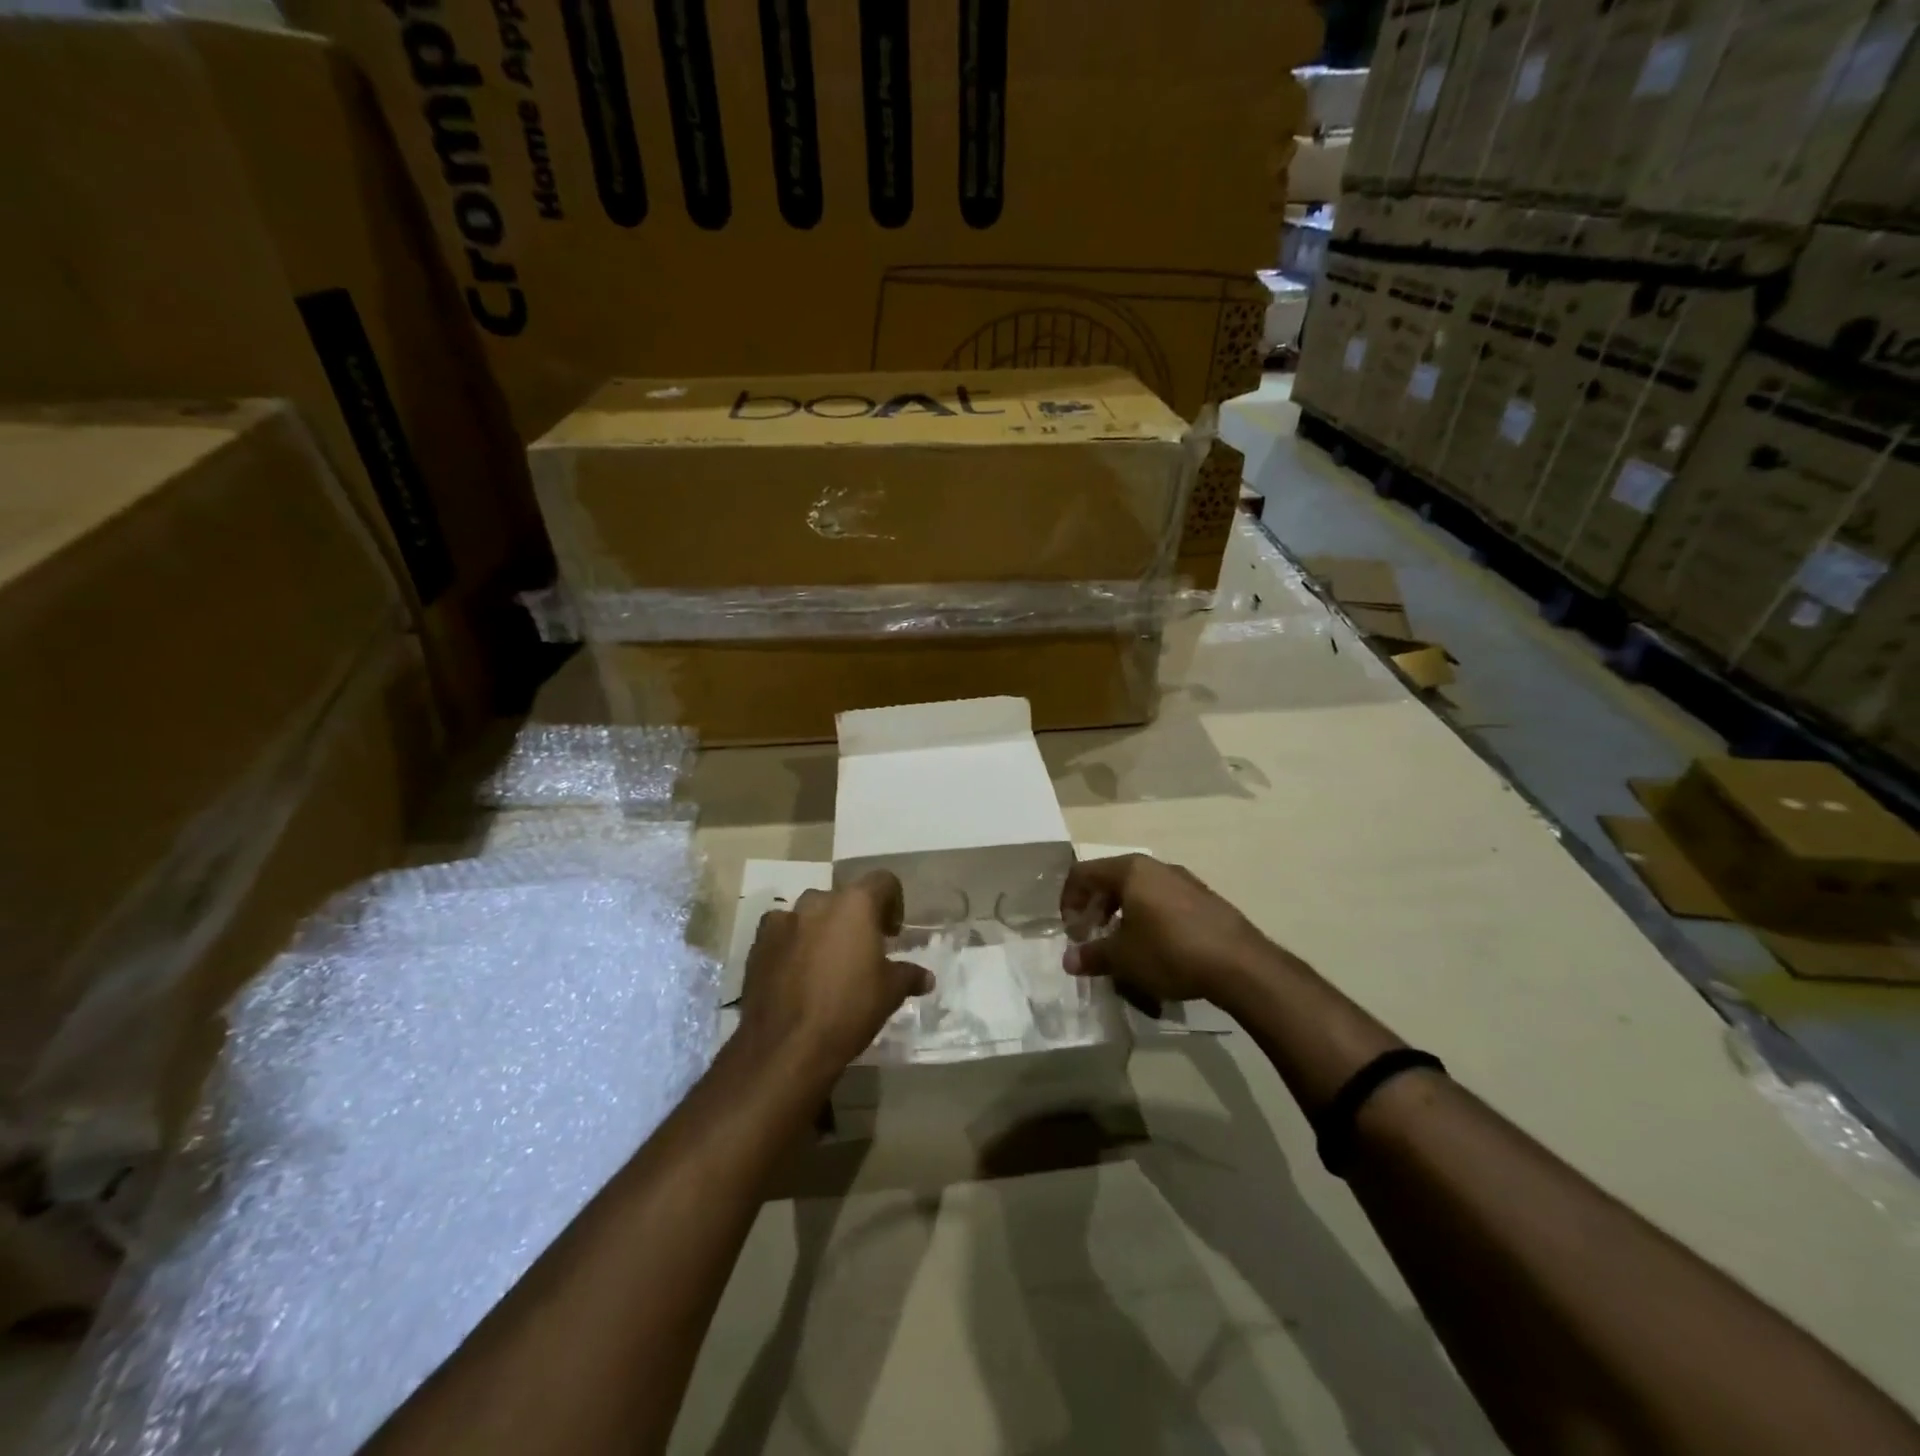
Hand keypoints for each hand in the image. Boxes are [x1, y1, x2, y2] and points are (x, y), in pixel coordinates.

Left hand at [738, 871, 933, 1074]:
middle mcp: (818, 902)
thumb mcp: (889, 993)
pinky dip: (792, 943)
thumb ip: (908, 976)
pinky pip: (782, 932)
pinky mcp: (758, 943)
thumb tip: (926, 978)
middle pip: (844, 898)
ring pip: (810, 913)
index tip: (892, 933)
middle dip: (855, 918)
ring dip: (822, 928)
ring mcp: (784, 920)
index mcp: (855, 904)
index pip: (883, 881)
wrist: (786, 1045)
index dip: (893, 902)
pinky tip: (797, 973)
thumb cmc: (849, 1010)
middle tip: (861, 950)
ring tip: (826, 962)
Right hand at [1060, 855, 1274, 1008]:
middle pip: (1112, 879)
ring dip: (1122, 913)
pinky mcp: (1205, 899)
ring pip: (1140, 890)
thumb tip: (1069, 960)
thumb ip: (1092, 955)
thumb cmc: (1169, 951)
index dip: (1069, 899)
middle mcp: (1156, 867)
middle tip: (1090, 935)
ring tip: (1121, 943)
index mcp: (1130, 870)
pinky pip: (1164, 901)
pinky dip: (1148, 917)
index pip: (1084, 873)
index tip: (1069, 929)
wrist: (1239, 964)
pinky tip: (1155, 947)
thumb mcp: (1123, 958)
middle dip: (1095, 907)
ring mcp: (1184, 881)